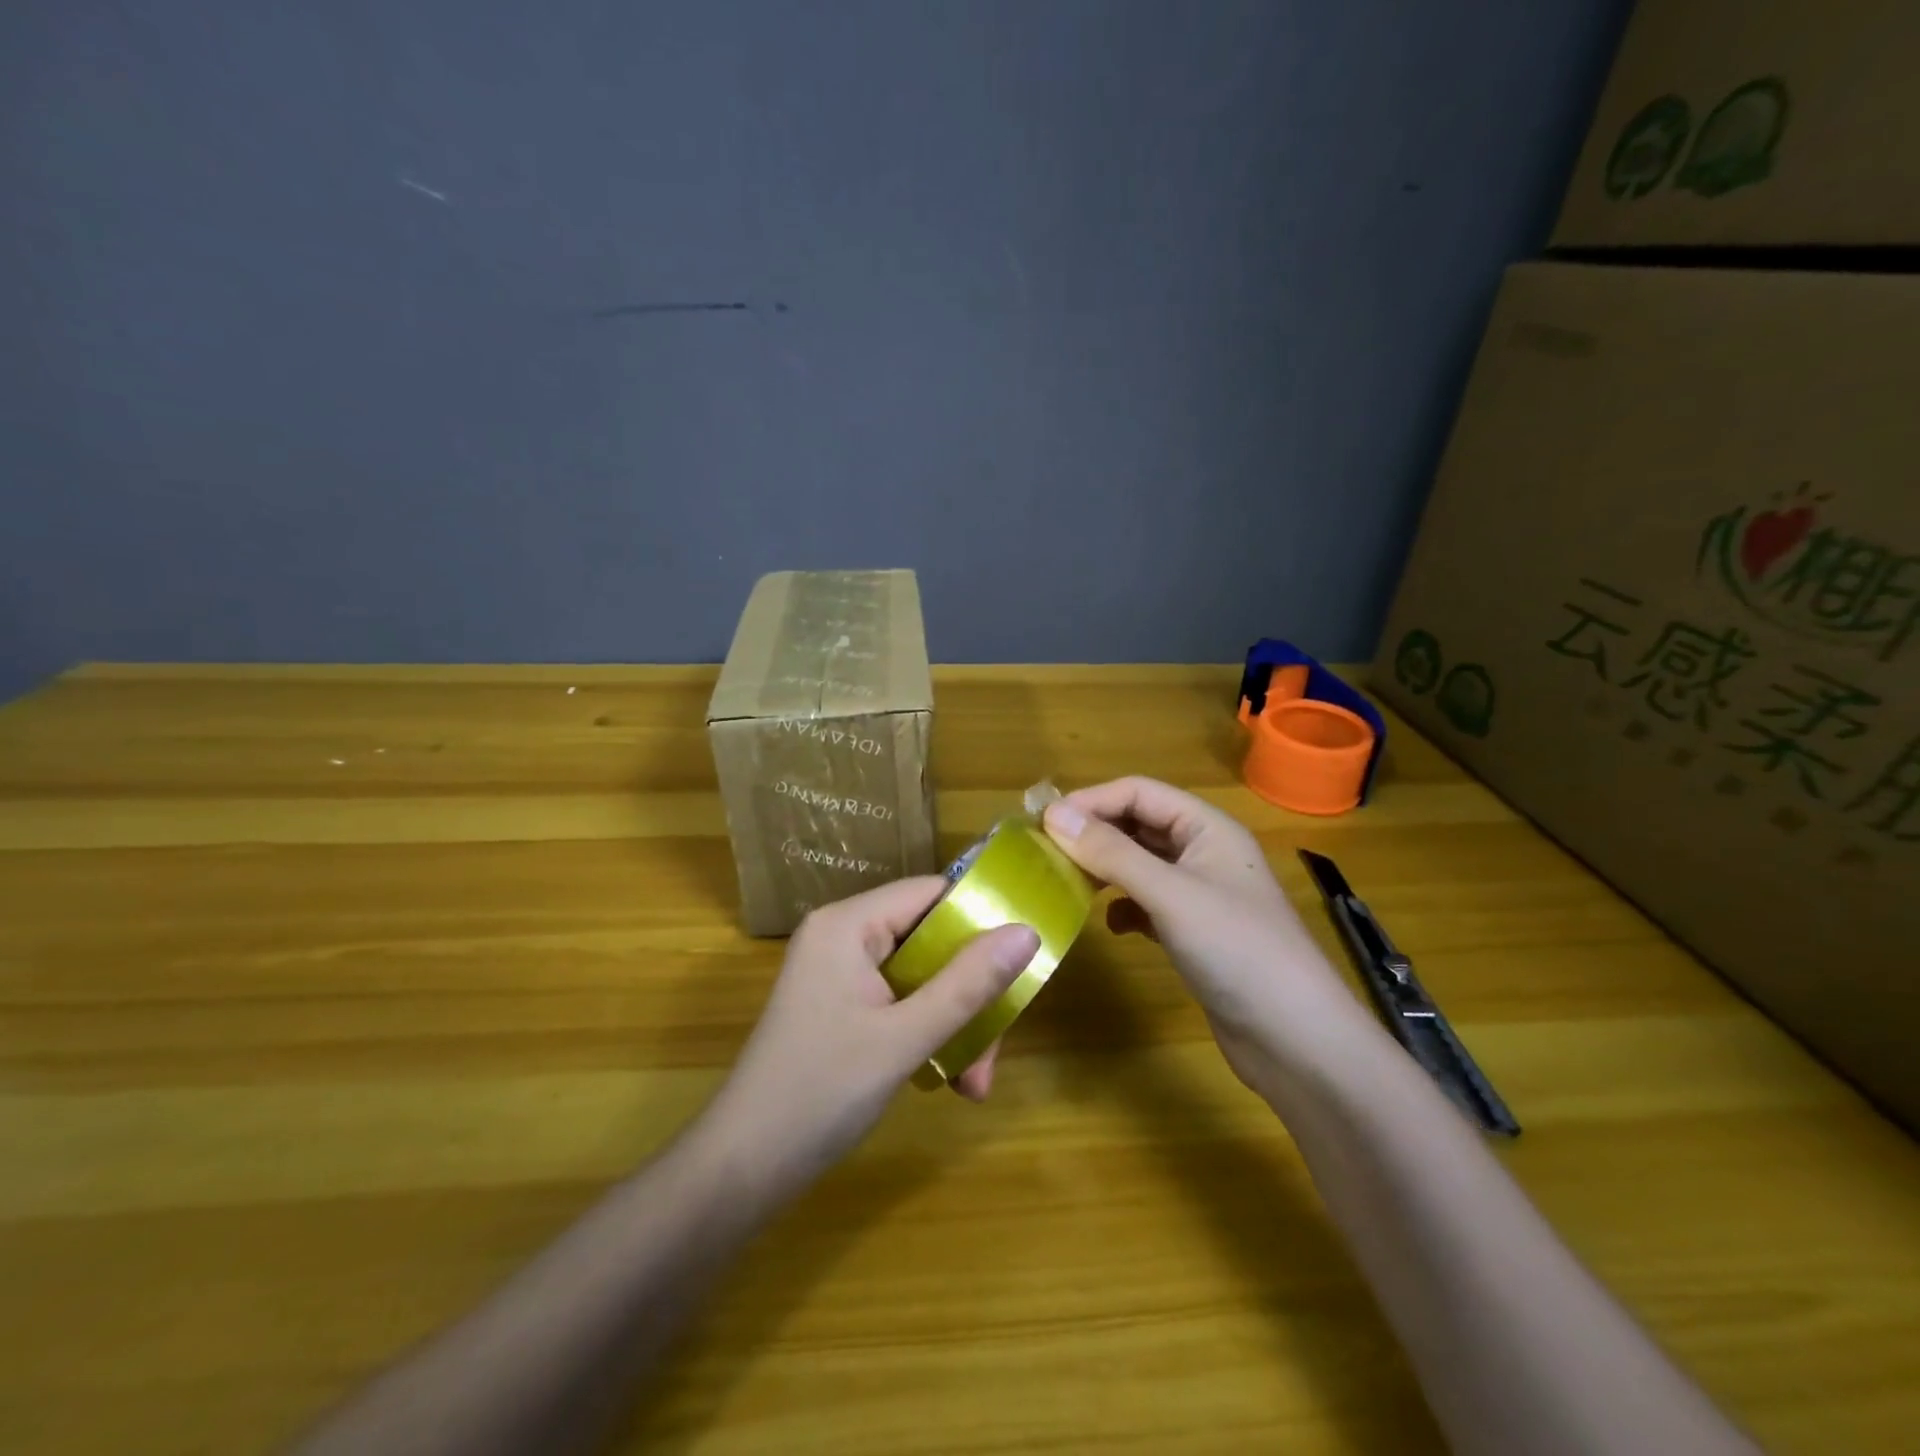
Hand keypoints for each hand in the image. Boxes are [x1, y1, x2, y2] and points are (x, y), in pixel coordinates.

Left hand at [701, 878, 1038, 1193]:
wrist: (741, 1170)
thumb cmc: (820, 1092)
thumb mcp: (905, 1038)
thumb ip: (968, 984)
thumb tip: (1028, 932)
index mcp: (848, 924)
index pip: (931, 893)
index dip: (981, 918)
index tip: (1023, 959)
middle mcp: (843, 936)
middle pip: (931, 941)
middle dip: (969, 995)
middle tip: (993, 1054)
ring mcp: (840, 973)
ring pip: (922, 977)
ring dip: (955, 1024)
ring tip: (973, 1084)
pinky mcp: (841, 1007)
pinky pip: (901, 1001)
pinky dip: (929, 1033)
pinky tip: (950, 1080)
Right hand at [1041, 777, 1377, 1090]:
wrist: (1298, 1042)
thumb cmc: (1238, 952)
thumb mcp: (1170, 895)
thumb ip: (1112, 852)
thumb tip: (1053, 815)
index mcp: (1208, 827)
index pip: (1139, 792)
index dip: (1091, 801)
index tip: (1043, 824)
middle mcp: (1205, 852)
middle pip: (1139, 824)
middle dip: (1094, 833)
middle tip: (1046, 853)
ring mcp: (1202, 894)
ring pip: (1141, 864)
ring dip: (1105, 868)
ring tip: (1068, 883)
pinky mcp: (1196, 933)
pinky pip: (1148, 903)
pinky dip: (1124, 907)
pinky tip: (1111, 925)